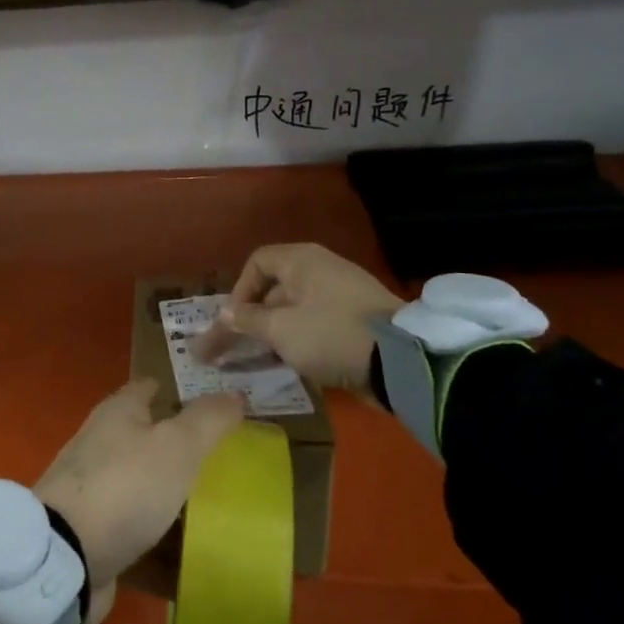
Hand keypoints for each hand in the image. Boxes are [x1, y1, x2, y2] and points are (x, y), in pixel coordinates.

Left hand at [35, 379, 244, 623]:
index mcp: (118, 412)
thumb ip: (208, 419)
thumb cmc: (125, 486)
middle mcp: (101, 441)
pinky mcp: (92, 528)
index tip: (216, 401)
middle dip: (179, 441)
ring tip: (216, 499)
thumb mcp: (177, 446)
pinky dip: (157, 527)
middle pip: (145, 433)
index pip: (151, 387)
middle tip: (226, 454)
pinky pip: (134, 521)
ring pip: (141, 478)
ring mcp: (93, 486)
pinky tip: (186, 541)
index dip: (181, 389)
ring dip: (169, 486)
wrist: (66, 556)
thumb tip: (234, 392)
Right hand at [193, 243, 403, 389]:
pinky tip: (289, 363)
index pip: (258, 262)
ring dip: (273, 333)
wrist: (399, 361)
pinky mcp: (355, 322)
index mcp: (302, 261)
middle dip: (251, 318)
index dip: (239, 290)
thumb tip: (224, 314)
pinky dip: (297, 340)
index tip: (233, 321)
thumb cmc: (330, 334)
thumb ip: (247, 320)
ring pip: (294, 310)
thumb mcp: (280, 329)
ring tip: (258, 360)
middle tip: (235, 348)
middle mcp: (321, 270)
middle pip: (275, 288)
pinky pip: (315, 324)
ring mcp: (341, 296)